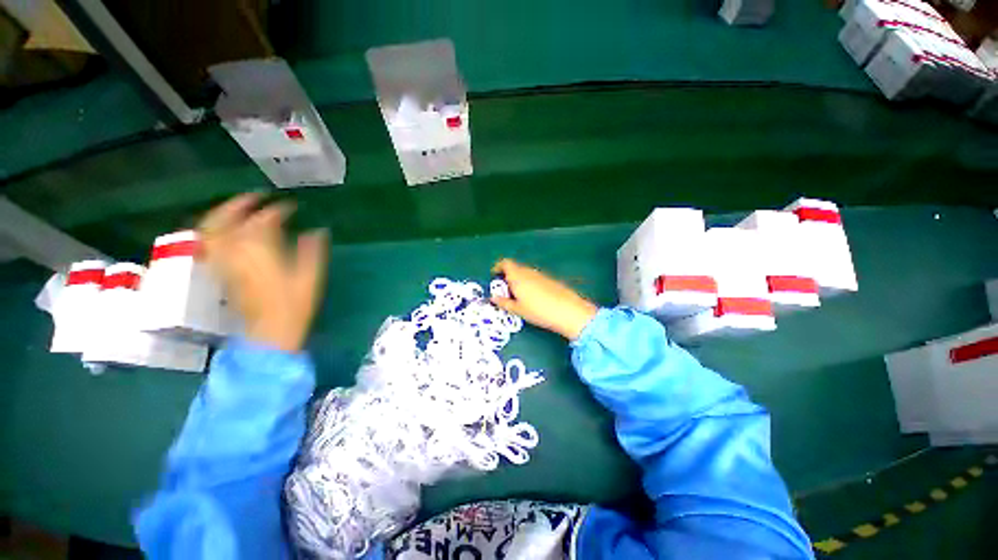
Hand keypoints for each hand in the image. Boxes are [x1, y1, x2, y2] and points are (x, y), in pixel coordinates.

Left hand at [199, 193, 328, 351]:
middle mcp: (236, 251)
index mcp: (260, 251)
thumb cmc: (294, 305)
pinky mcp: (221, 272)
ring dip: (222, 214)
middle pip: (227, 219)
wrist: (269, 332)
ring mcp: (224, 262)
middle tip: (256, 196)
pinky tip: (224, 230)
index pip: (265, 220)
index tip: (291, 207)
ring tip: (237, 209)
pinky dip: (214, 231)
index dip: (278, 210)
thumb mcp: (310, 277)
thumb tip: (318, 231)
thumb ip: (312, 251)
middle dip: (240, 203)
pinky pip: (209, 244)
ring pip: (211, 230)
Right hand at [490, 259, 597, 339]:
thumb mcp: (517, 310)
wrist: (568, 311)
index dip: (498, 267)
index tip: (494, 276)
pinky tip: (532, 298)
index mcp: (517, 276)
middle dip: (508, 277)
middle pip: (515, 268)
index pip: (505, 263)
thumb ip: (504, 303)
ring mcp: (540, 275)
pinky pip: (534, 278)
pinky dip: (529, 283)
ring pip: (525, 273)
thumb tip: (493, 298)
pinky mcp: (550, 280)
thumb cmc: (538, 311)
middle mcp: (528, 272)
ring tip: (518, 297)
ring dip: (518, 280)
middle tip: (505, 291)